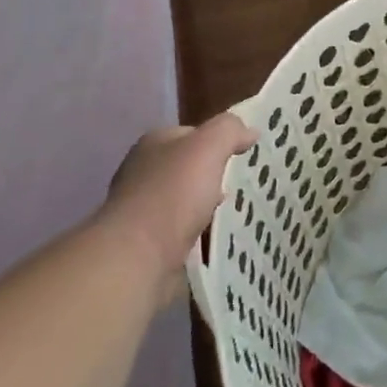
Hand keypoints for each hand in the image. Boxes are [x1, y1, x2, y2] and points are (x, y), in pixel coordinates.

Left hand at [103, 113, 256, 288]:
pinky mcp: (144, 240)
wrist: (138, 256)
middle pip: (186, 166)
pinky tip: (211, 236)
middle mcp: (142, 171)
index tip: (241, 156)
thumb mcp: (209, 147)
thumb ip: (229, 131)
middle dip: (211, 175)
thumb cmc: (173, 194)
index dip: (217, 141)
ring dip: (204, 204)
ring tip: (231, 212)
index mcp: (153, 143)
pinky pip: (178, 228)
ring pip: (183, 198)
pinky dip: (195, 230)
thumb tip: (249, 131)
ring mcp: (140, 207)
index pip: (191, 134)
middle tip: (239, 185)